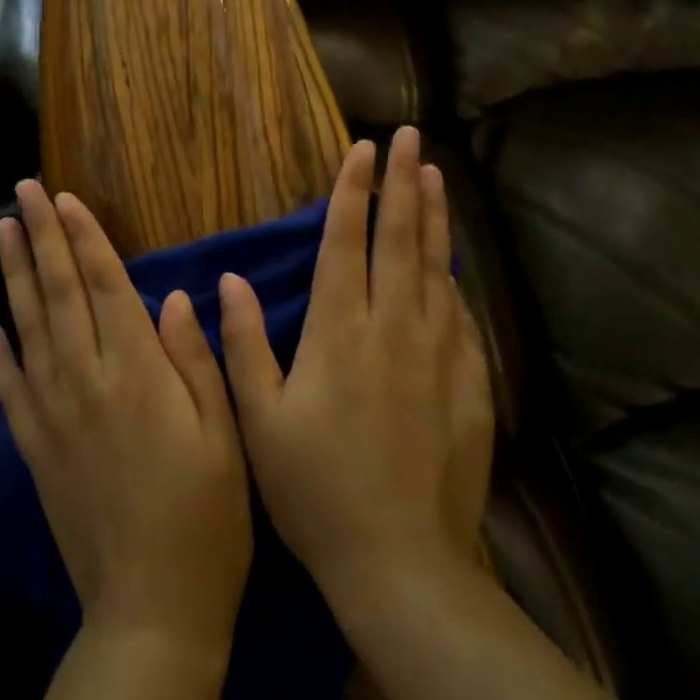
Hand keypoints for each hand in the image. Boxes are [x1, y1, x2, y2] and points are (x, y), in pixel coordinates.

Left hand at [0, 181, 253, 644]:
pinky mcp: (36, 449)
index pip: (104, 284)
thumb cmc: (207, 514)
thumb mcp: (225, 431)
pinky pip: (9, 388)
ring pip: (27, 327)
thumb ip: (196, 358)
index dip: (83, 237)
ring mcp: (53, 414)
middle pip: (58, 292)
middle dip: (41, 236)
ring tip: (2, 232)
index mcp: (136, 370)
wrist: (153, 609)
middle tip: (22, 191)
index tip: (63, 197)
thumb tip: (175, 296)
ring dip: (13, 275)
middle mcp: (86, 380)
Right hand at [218, 127, 493, 601]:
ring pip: (436, 267)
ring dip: (434, 216)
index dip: (352, 189)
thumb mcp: (260, 420)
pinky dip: (455, 279)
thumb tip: (230, 279)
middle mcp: (392, 326)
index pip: (345, 240)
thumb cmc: (316, 489)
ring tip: (435, 175)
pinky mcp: (469, 382)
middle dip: (402, 181)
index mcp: (339, 329)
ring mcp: (437, 352)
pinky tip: (454, 264)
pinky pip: (461, 315)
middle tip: (408, 136)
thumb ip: (245, 343)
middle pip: (399, 238)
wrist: (402, 563)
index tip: (362, 148)